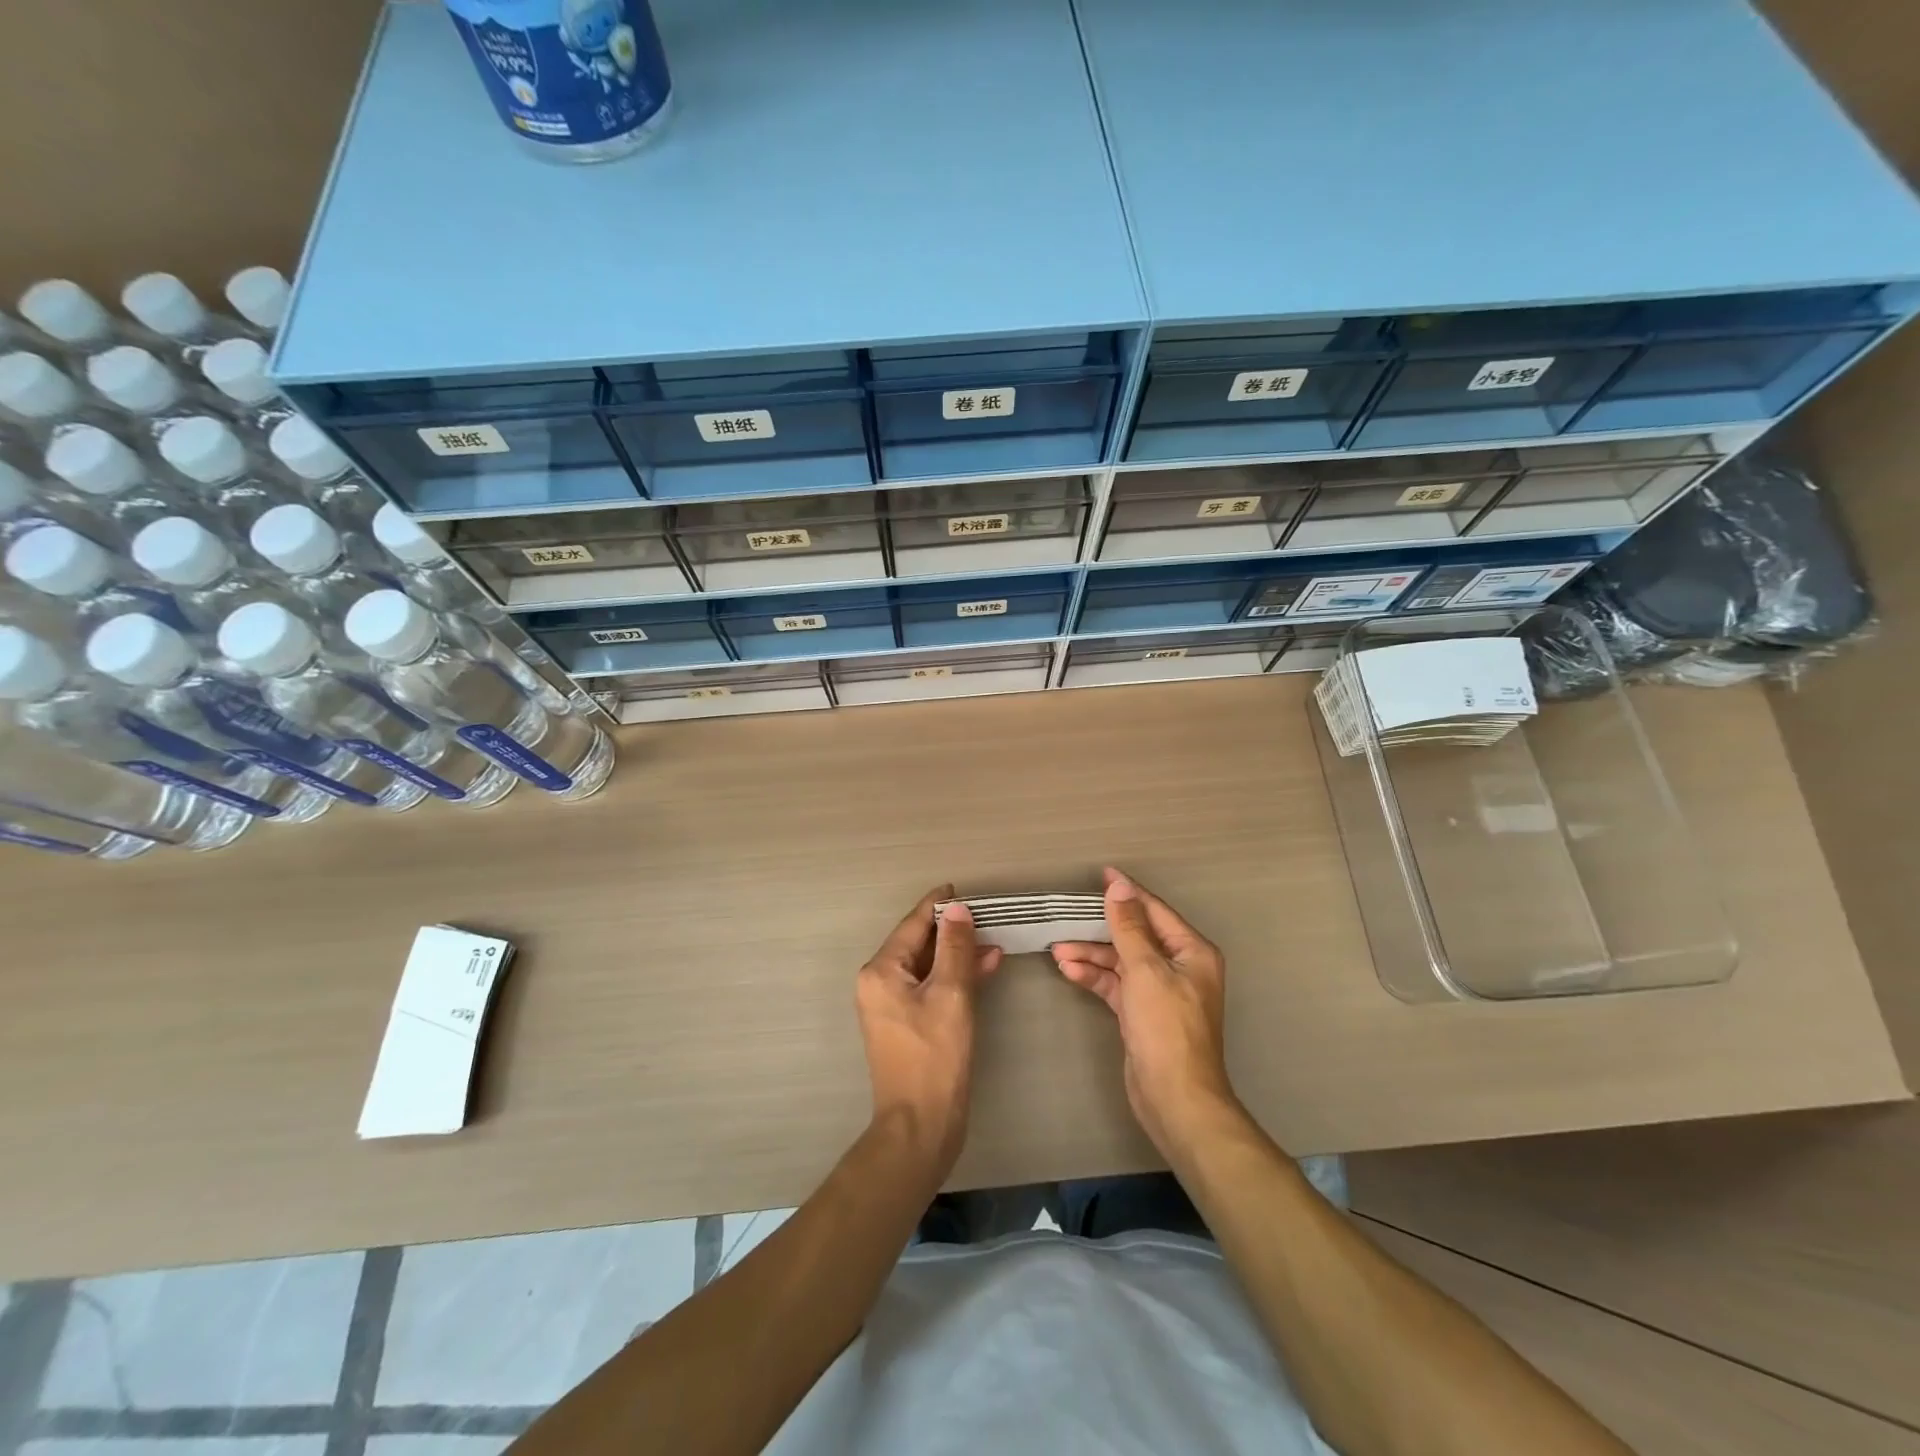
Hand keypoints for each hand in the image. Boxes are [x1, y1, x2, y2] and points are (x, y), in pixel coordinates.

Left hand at [855, 886, 1002, 1184]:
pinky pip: (930, 987)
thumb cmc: (935, 1057)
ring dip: (957, 954)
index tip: (960, 889)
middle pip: (918, 943)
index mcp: (881, 971)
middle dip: (952, 930)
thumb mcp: (951, 994)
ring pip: (927, 966)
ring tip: (993, 942)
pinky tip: (983, 969)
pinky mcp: (906, 1024)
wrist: (921, 1126)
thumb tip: (957, 908)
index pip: (912, 924)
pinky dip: (954, 977)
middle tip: (985, 916)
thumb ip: (955, 947)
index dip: (937, 905)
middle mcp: (879, 983)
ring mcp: (891, 1005)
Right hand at [1052, 868, 1236, 1155]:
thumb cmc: (1166, 1027)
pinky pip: (1116, 985)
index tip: (1101, 874)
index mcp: (1192, 952)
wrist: (1174, 1098)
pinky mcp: (1143, 1014)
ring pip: (1122, 961)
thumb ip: (1129, 927)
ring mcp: (1161, 992)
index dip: (1127, 893)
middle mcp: (1179, 967)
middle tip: (1068, 915)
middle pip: (1136, 936)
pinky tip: (1068, 970)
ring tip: (1057, 949)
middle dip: (1101, 928)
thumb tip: (1120, 887)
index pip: (1154, 911)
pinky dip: (1095, 977)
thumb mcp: (1145, 970)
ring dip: (1092, 954)